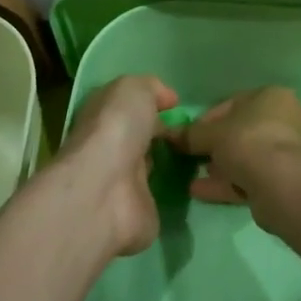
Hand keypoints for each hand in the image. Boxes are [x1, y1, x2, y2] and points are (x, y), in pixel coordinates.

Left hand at [60, 75, 177, 256]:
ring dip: (168, 163)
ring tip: (197, 156)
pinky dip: (174, 192)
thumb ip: (151, 88)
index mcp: (103, 116)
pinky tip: (194, 184)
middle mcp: (111, 148)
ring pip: (148, 168)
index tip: (176, 106)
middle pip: (138, 137)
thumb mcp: (134, 89)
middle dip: (160, 134)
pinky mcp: (138, 212)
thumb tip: (168, 99)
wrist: (105, 191)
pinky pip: (160, 197)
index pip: (127, 107)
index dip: (150, 103)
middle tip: (191, 132)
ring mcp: (123, 183)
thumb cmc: (117, 129)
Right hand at [174, 87, 300, 229]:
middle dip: (216, 146)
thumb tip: (169, 135)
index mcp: (273, 97)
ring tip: (194, 177)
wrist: (281, 184)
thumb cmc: (248, 141)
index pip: (233, 103)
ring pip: (247, 157)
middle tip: (194, 157)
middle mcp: (286, 120)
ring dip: (220, 167)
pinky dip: (227, 183)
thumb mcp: (212, 134)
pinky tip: (201, 192)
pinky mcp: (285, 180)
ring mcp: (288, 152)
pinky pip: (251, 178)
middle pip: (241, 132)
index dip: (207, 119)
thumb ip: (190, 134)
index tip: (190, 135)